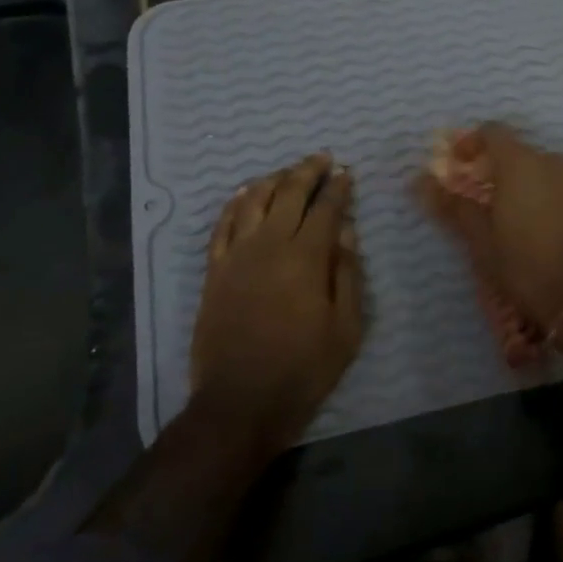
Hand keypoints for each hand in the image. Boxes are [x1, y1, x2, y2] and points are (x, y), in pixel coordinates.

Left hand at [191, 153, 363, 457]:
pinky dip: (234, 203)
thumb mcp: (346, 328)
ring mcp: (237, 255)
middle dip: (308, 171)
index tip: (346, 171)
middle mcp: (270, 244)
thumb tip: (346, 231)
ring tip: (288, 172)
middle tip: (322, 158)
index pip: (326, 208)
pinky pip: (222, 224)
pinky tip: (244, 193)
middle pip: (289, 193)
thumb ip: (347, 274)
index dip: (338, 187)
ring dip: (274, 179)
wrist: (240, 402)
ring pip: (253, 200)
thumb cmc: (303, 368)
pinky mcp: (214, 270)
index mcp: (306, 257)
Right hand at [416, 124, 562, 335]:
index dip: (473, 143)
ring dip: (535, 187)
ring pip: (552, 173)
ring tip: (526, 223)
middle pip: (523, 155)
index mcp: (521, 165)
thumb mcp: (482, 242)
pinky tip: (558, 234)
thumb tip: (420, 181)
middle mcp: (556, 162)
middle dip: (504, 172)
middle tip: (491, 205)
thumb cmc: (527, 268)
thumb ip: (454, 206)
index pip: (493, 132)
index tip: (460, 164)